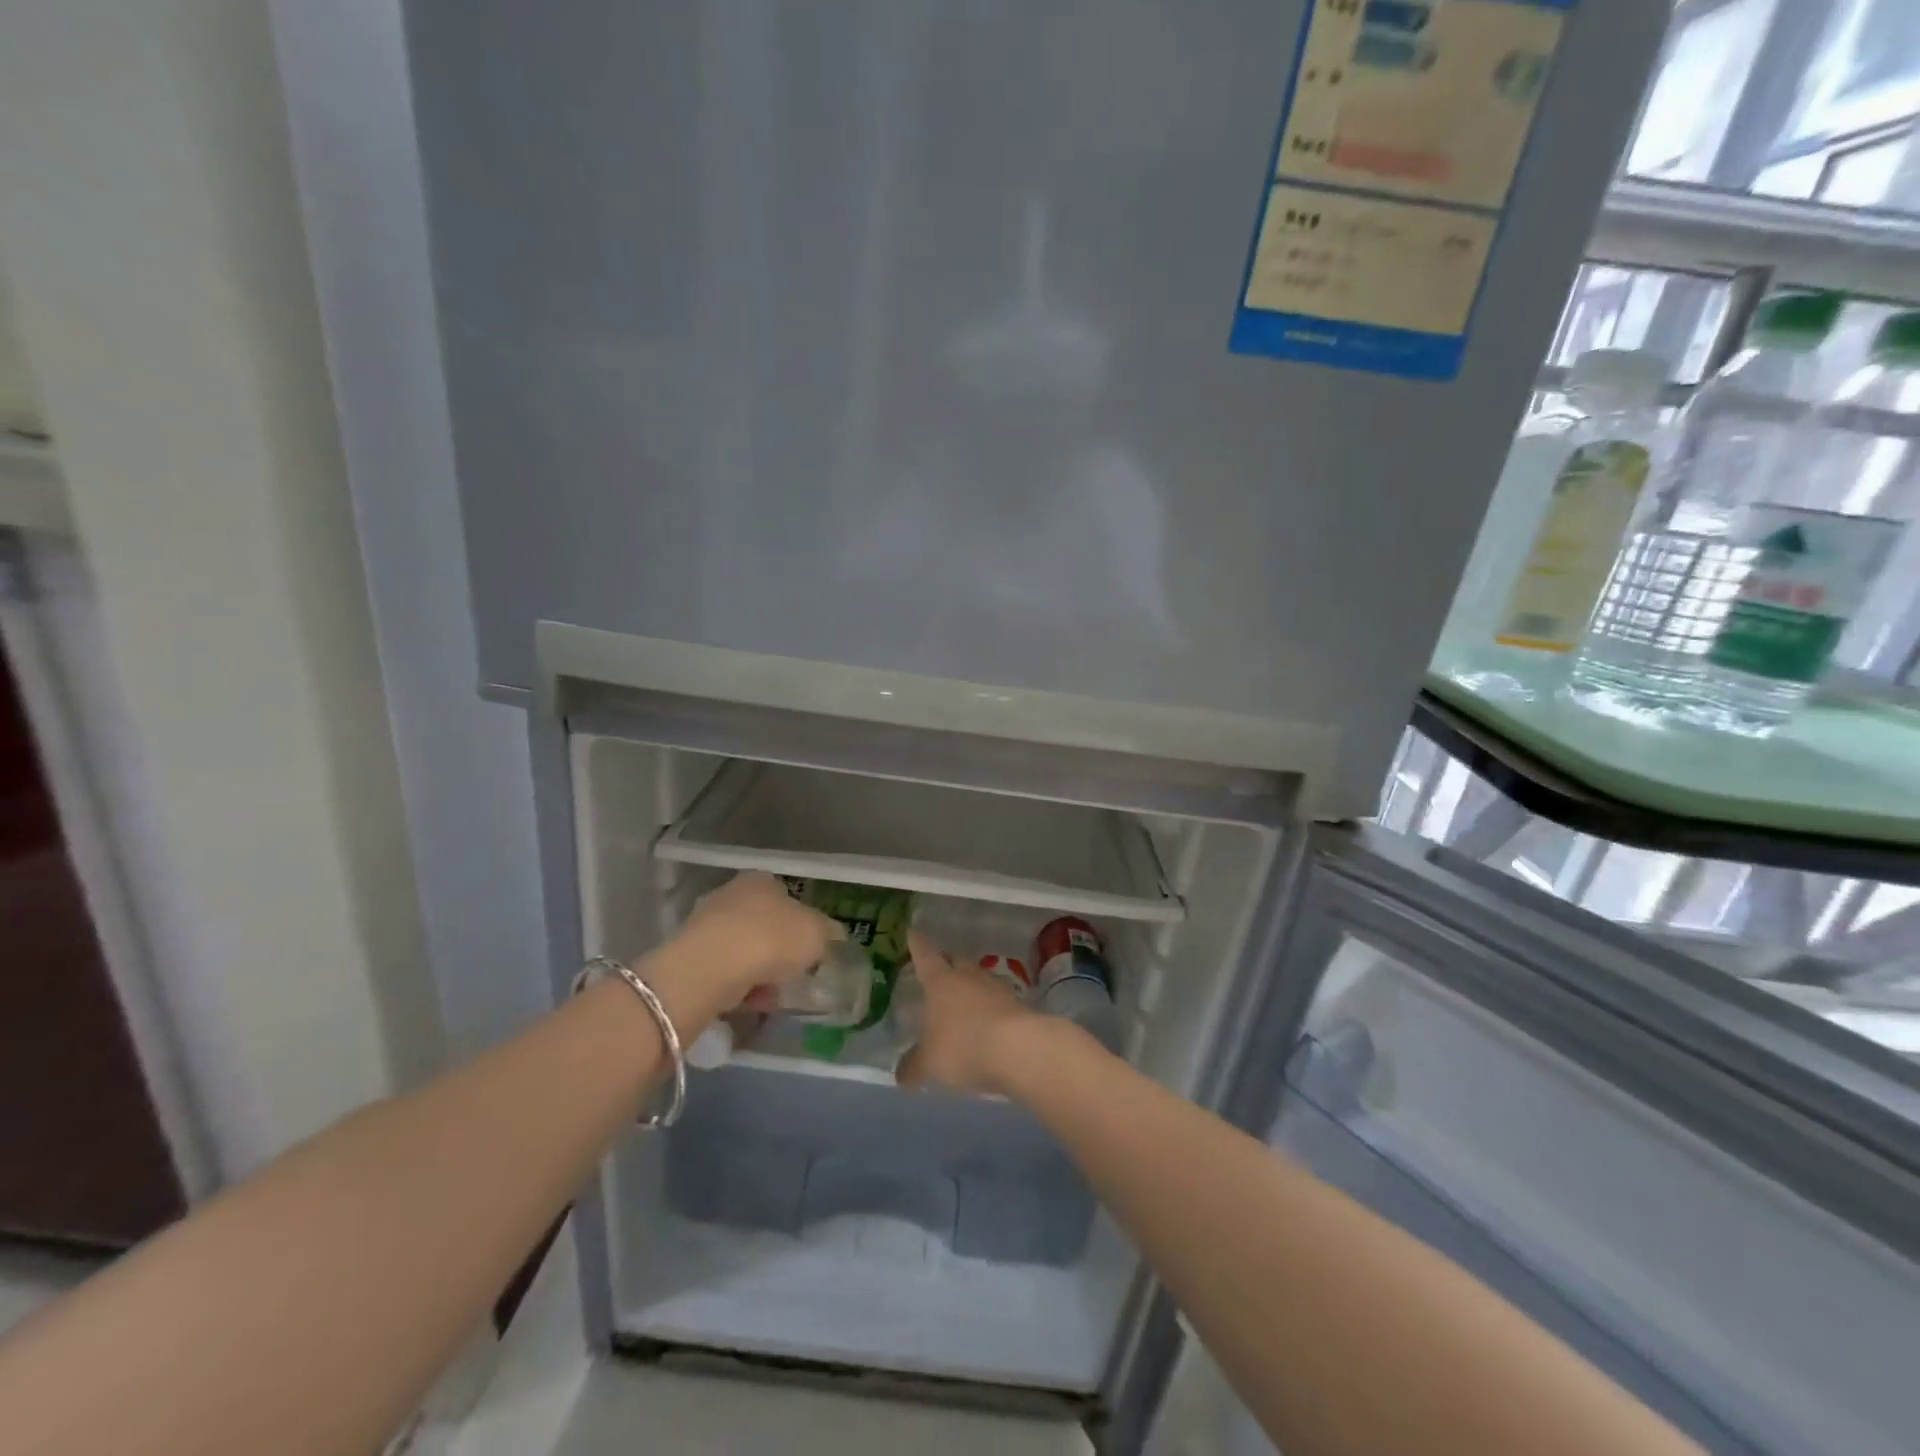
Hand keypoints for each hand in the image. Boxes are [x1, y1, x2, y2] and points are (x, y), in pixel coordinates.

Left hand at [669, 872, 842, 1011]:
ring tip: (773, 996)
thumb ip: (828, 934)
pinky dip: (739, 986)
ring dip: (759, 972)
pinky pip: (725, 972)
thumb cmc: (772, 939)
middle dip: (778, 950)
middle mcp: (732, 894)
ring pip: (744, 950)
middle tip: (793, 974)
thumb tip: (831, 938)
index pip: (787, 897)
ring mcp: (707, 924)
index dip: (802, 924)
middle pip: (764, 924)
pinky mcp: (690, 955)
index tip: (809, 950)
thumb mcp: (817, 934)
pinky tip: (751, 1002)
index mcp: (763, 881)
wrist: (712, 966)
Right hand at [897, 930, 1048, 1095]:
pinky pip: (997, 1001)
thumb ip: (914, 1067)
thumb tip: (901, 1076)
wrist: (1020, 1049)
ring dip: (970, 987)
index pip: (925, 955)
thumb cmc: (964, 1045)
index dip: (917, 944)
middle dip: (947, 962)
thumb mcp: (930, 1062)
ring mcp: (996, 988)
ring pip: (978, 979)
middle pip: (956, 960)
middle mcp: (968, 976)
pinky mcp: (1018, 1005)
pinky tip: (985, 1024)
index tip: (913, 932)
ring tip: (962, 1002)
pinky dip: (988, 1009)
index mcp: (941, 981)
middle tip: (938, 969)